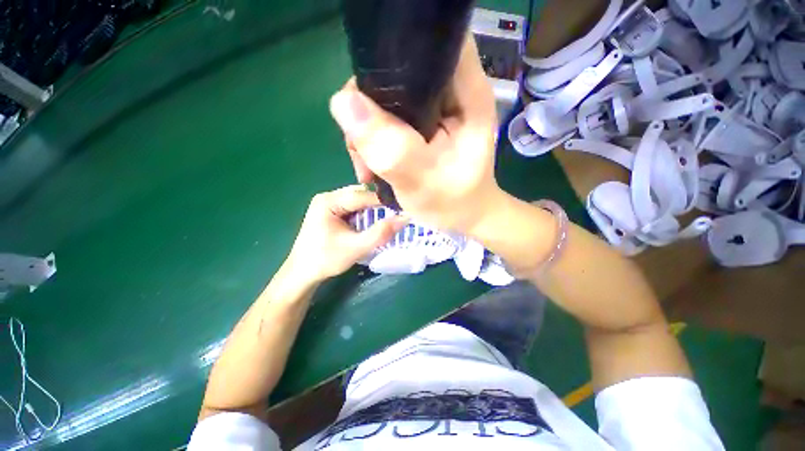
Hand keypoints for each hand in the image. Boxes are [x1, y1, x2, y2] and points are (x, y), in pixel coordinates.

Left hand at [285, 185, 406, 283]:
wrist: (302, 274)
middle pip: (361, 195)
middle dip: (379, 205)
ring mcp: (329, 203)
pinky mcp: (331, 211)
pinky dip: (365, 214)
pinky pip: (354, 207)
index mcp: (329, 201)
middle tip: (396, 215)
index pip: (363, 195)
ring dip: (373, 210)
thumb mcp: (356, 247)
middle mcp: (328, 197)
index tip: (404, 208)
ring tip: (388, 219)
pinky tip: (372, 222)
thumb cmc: (326, 260)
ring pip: (359, 201)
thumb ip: (380, 233)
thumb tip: (405, 218)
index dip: (384, 201)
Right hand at [329, 35, 504, 234]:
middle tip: (361, 148)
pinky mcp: (422, 124)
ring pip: (387, 98)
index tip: (367, 97)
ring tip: (367, 165)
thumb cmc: (453, 204)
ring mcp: (434, 108)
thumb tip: (343, 103)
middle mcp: (451, 91)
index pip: (430, 45)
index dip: (393, 57)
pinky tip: (371, 163)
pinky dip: (374, 139)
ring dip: (367, 129)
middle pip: (399, 73)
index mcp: (466, 94)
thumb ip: (390, 148)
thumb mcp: (421, 182)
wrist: (463, 217)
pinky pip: (387, 118)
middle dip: (369, 107)